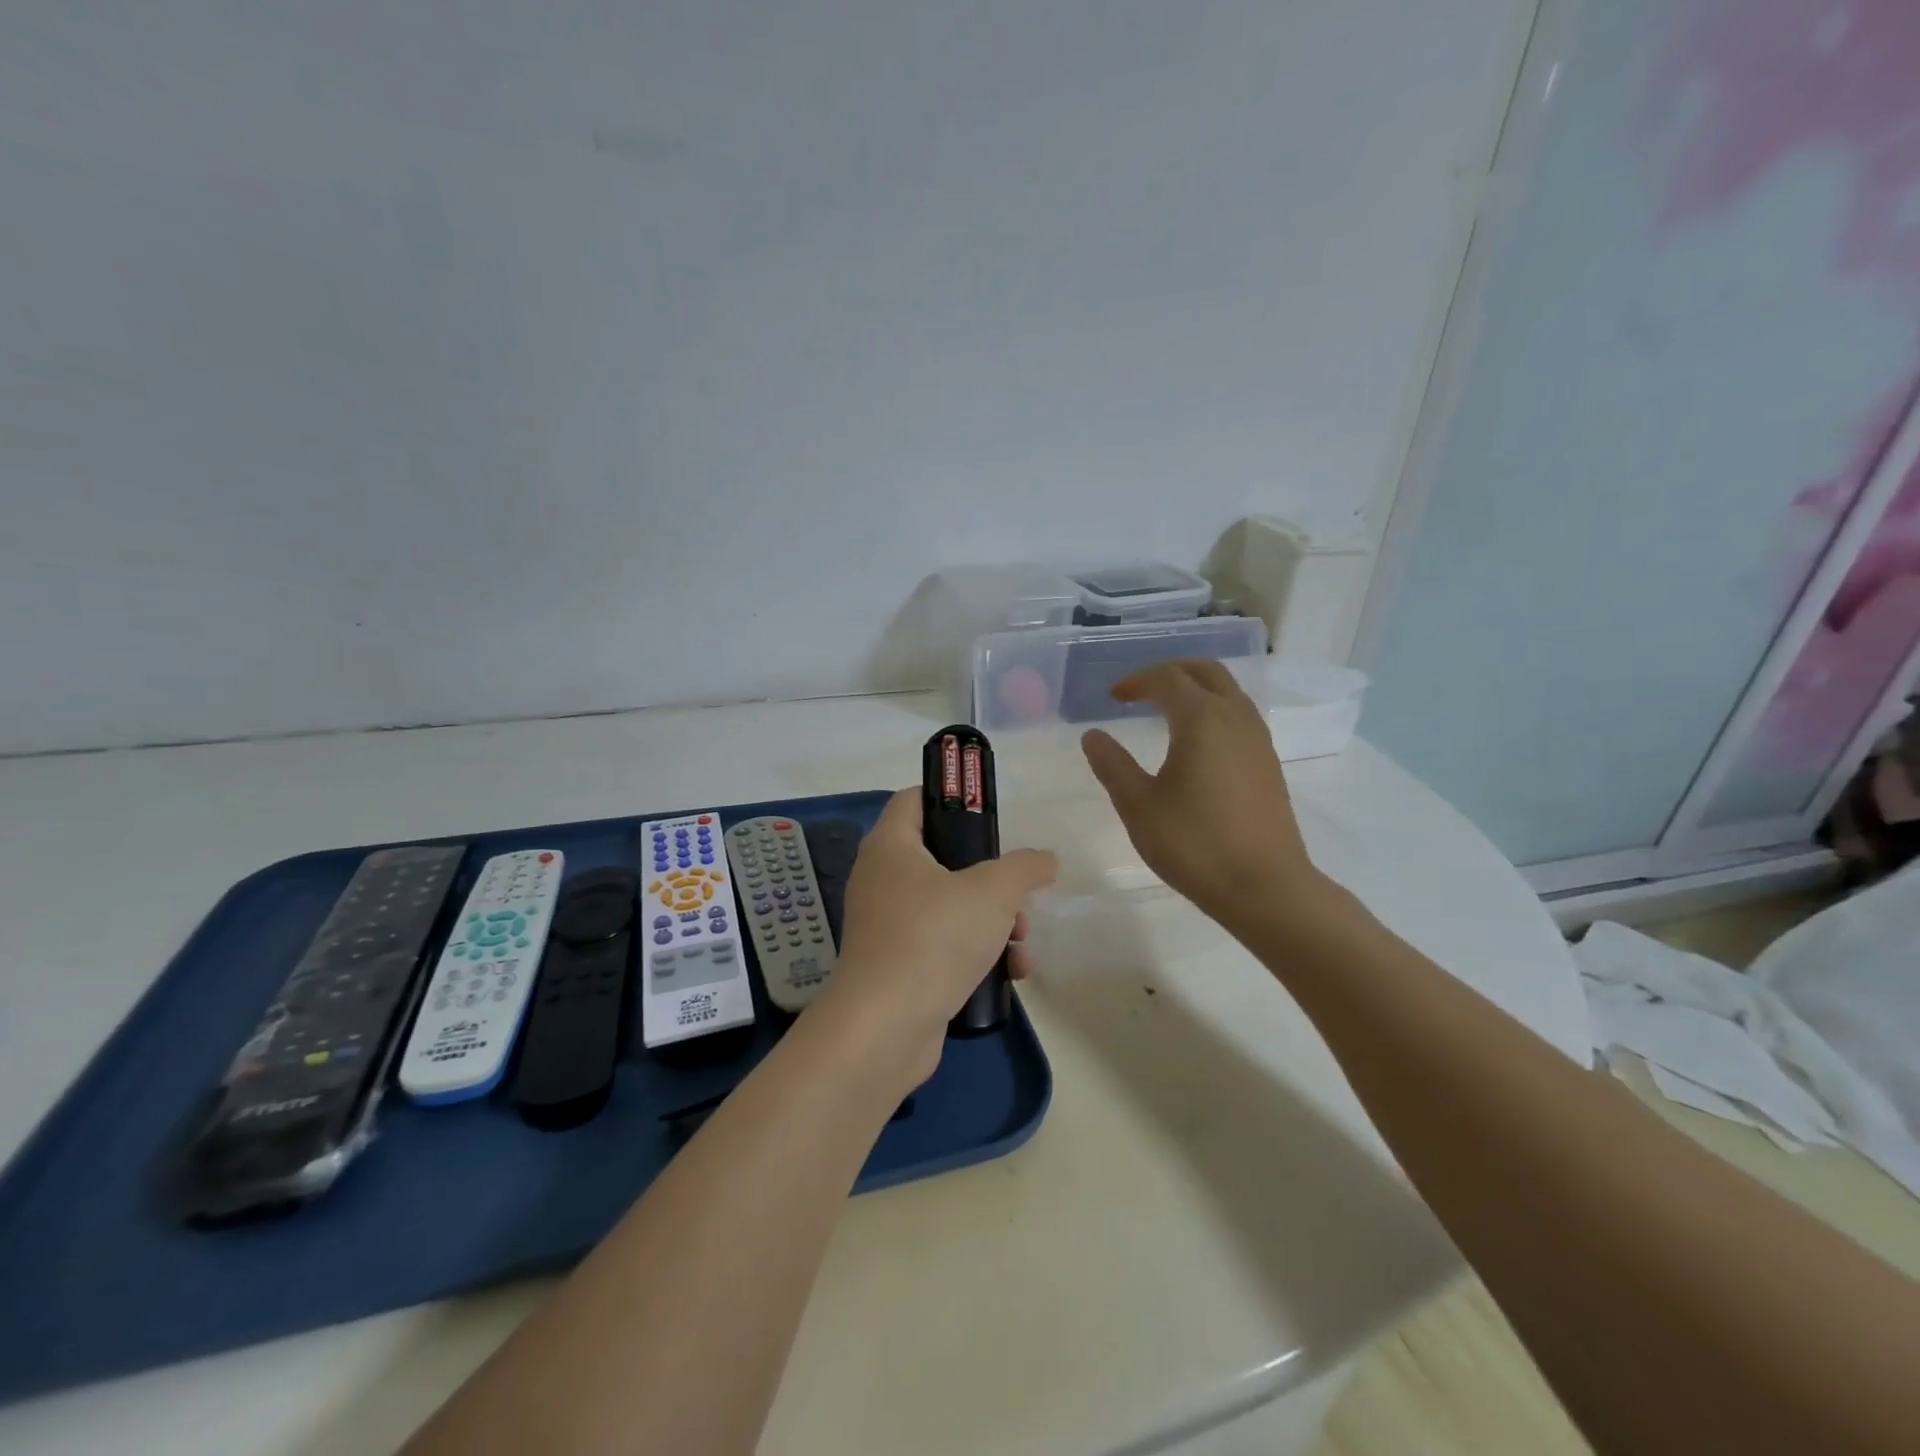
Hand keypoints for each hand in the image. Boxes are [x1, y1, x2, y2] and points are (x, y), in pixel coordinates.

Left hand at [816, 788, 1056, 1087]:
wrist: (885, 1028)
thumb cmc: (934, 938)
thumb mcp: (993, 892)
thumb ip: (1025, 867)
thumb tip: (1045, 860)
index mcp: (891, 846)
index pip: (915, 798)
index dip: (951, 797)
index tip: (990, 815)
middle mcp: (881, 879)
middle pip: (943, 857)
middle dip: (991, 878)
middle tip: (1018, 895)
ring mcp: (886, 925)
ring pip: (949, 905)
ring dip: (992, 921)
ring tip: (1022, 943)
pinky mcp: (897, 964)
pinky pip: (942, 944)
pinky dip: (975, 952)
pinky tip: (1011, 974)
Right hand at [1080, 660, 1321, 932]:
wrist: (1265, 887)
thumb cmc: (1195, 844)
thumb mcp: (1138, 806)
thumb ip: (1112, 765)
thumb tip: (1093, 735)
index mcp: (1201, 719)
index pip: (1167, 679)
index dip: (1136, 681)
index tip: (1113, 697)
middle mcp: (1235, 717)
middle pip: (1205, 672)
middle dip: (1170, 671)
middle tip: (1141, 689)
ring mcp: (1258, 740)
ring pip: (1228, 691)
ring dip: (1196, 688)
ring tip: (1166, 709)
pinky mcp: (1269, 763)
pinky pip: (1240, 715)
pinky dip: (1213, 710)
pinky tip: (1197, 742)